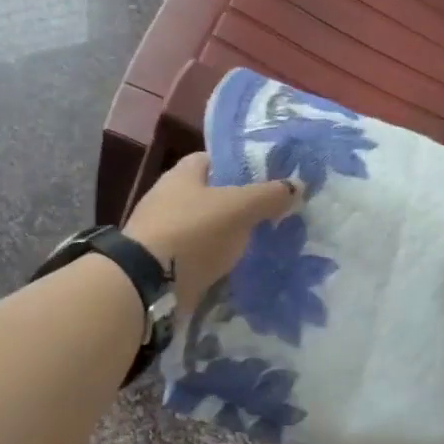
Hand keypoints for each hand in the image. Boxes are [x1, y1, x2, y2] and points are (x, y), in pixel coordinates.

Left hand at [125, 152, 296, 309]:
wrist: (146, 283)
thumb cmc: (193, 231)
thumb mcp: (239, 208)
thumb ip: (268, 196)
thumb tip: (297, 185)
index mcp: (182, 174)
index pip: (213, 160)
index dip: (239, 166)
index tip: (267, 180)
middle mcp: (168, 197)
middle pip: (209, 196)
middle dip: (237, 205)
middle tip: (271, 215)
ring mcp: (162, 232)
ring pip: (204, 228)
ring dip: (226, 236)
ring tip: (260, 245)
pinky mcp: (162, 264)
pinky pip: (196, 257)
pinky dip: (213, 262)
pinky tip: (235, 270)